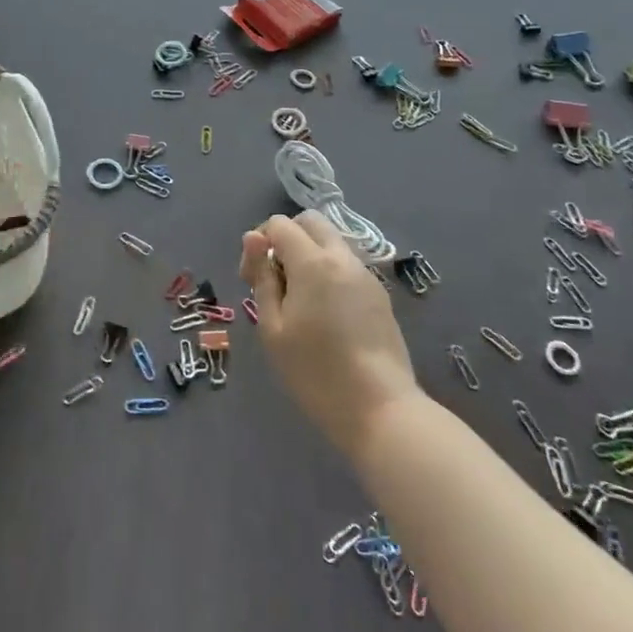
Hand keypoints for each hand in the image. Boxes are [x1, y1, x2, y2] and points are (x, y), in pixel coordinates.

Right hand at [239, 212, 417, 457]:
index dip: (258, 243)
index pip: (279, 224)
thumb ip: (262, 277)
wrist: (381, 409)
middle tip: (274, 279)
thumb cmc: (316, 372)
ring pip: (331, 242)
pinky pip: (347, 265)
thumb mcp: (273, 328)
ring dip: (309, 254)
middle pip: (310, 222)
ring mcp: (366, 275)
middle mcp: (342, 258)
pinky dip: (329, 271)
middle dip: (286, 238)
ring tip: (298, 299)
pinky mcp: (380, 295)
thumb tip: (253, 239)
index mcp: (313, 262)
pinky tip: (324, 312)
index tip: (251, 279)